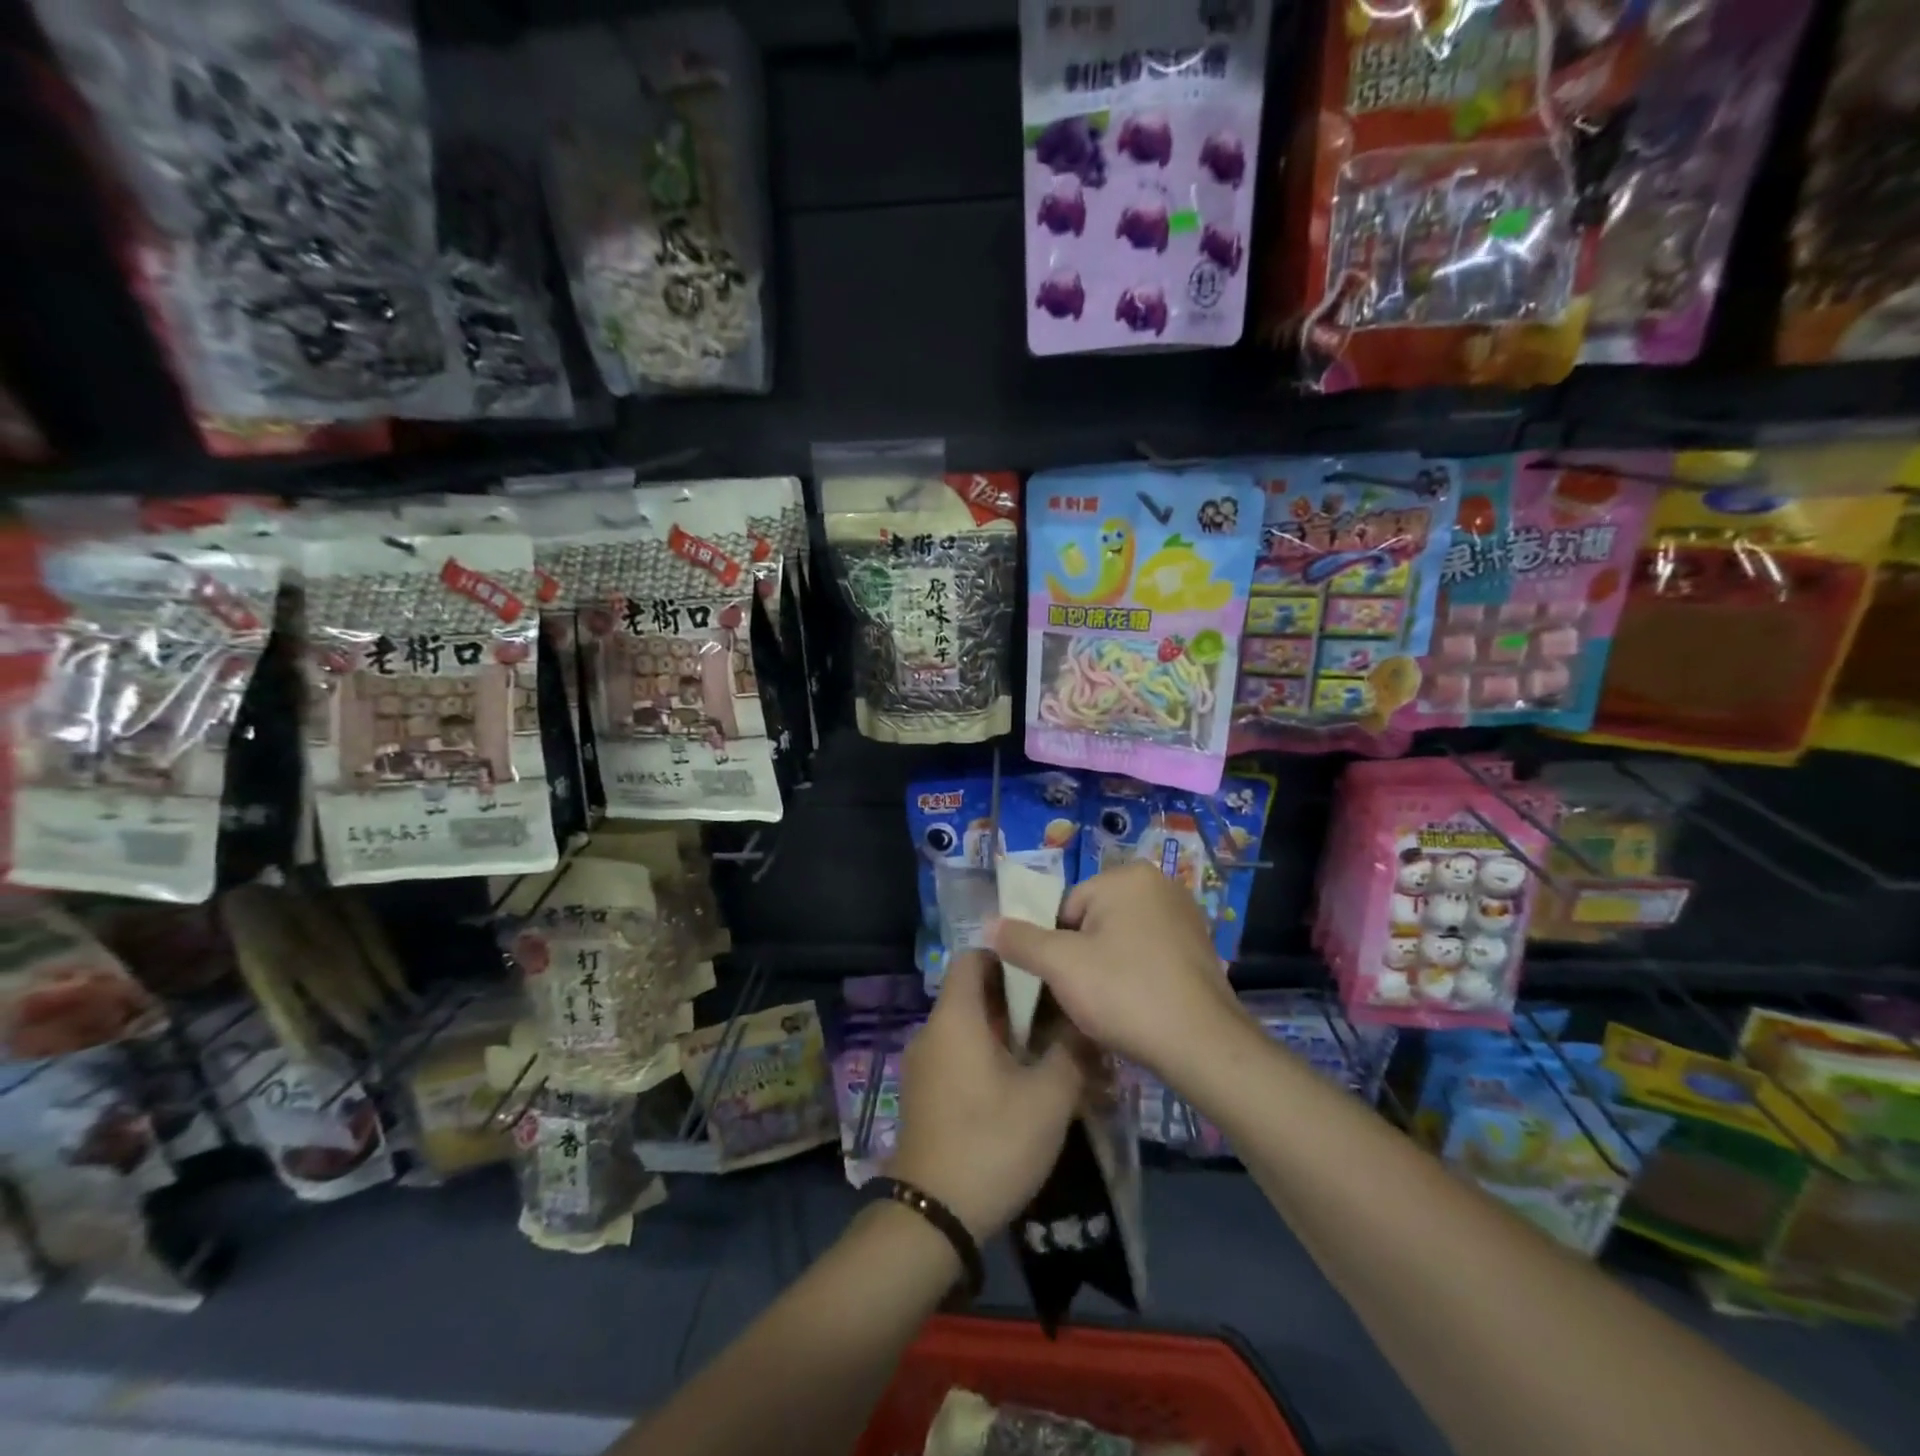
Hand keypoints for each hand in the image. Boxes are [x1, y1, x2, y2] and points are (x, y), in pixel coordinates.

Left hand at [888, 950, 1084, 1241]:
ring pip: (968, 1028)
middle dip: (1017, 1001)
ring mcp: (923, 1064)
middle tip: (1058, 1019)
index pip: (973, 956)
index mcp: (955, 1017)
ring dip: (1005, 1034)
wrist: (932, 1217)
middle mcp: (932, 1031)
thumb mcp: (1048, 1098)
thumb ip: (1070, 1051)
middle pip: (973, 993)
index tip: (1045, 975)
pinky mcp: (924, 1094)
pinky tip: (1020, 1089)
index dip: (1009, 957)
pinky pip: (957, 1056)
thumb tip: (1083, 1023)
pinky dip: (987, 1059)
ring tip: (1047, 1055)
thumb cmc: (992, 1143)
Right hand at [989, 861, 1243, 1077]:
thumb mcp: (1061, 966)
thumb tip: (989, 924)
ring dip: (1107, 970)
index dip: (1056, 948)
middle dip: (1082, 958)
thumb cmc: (1126, 993)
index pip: (1066, 908)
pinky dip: (1136, 977)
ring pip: (1119, 941)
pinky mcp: (1199, 948)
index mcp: (1128, 876)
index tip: (1063, 982)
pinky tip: (1136, 1008)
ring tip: (1110, 1008)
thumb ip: (1020, 941)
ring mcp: (1184, 916)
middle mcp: (1160, 885)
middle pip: (1093, 922)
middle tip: (1085, 998)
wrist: (1203, 1046)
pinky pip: (1148, 956)